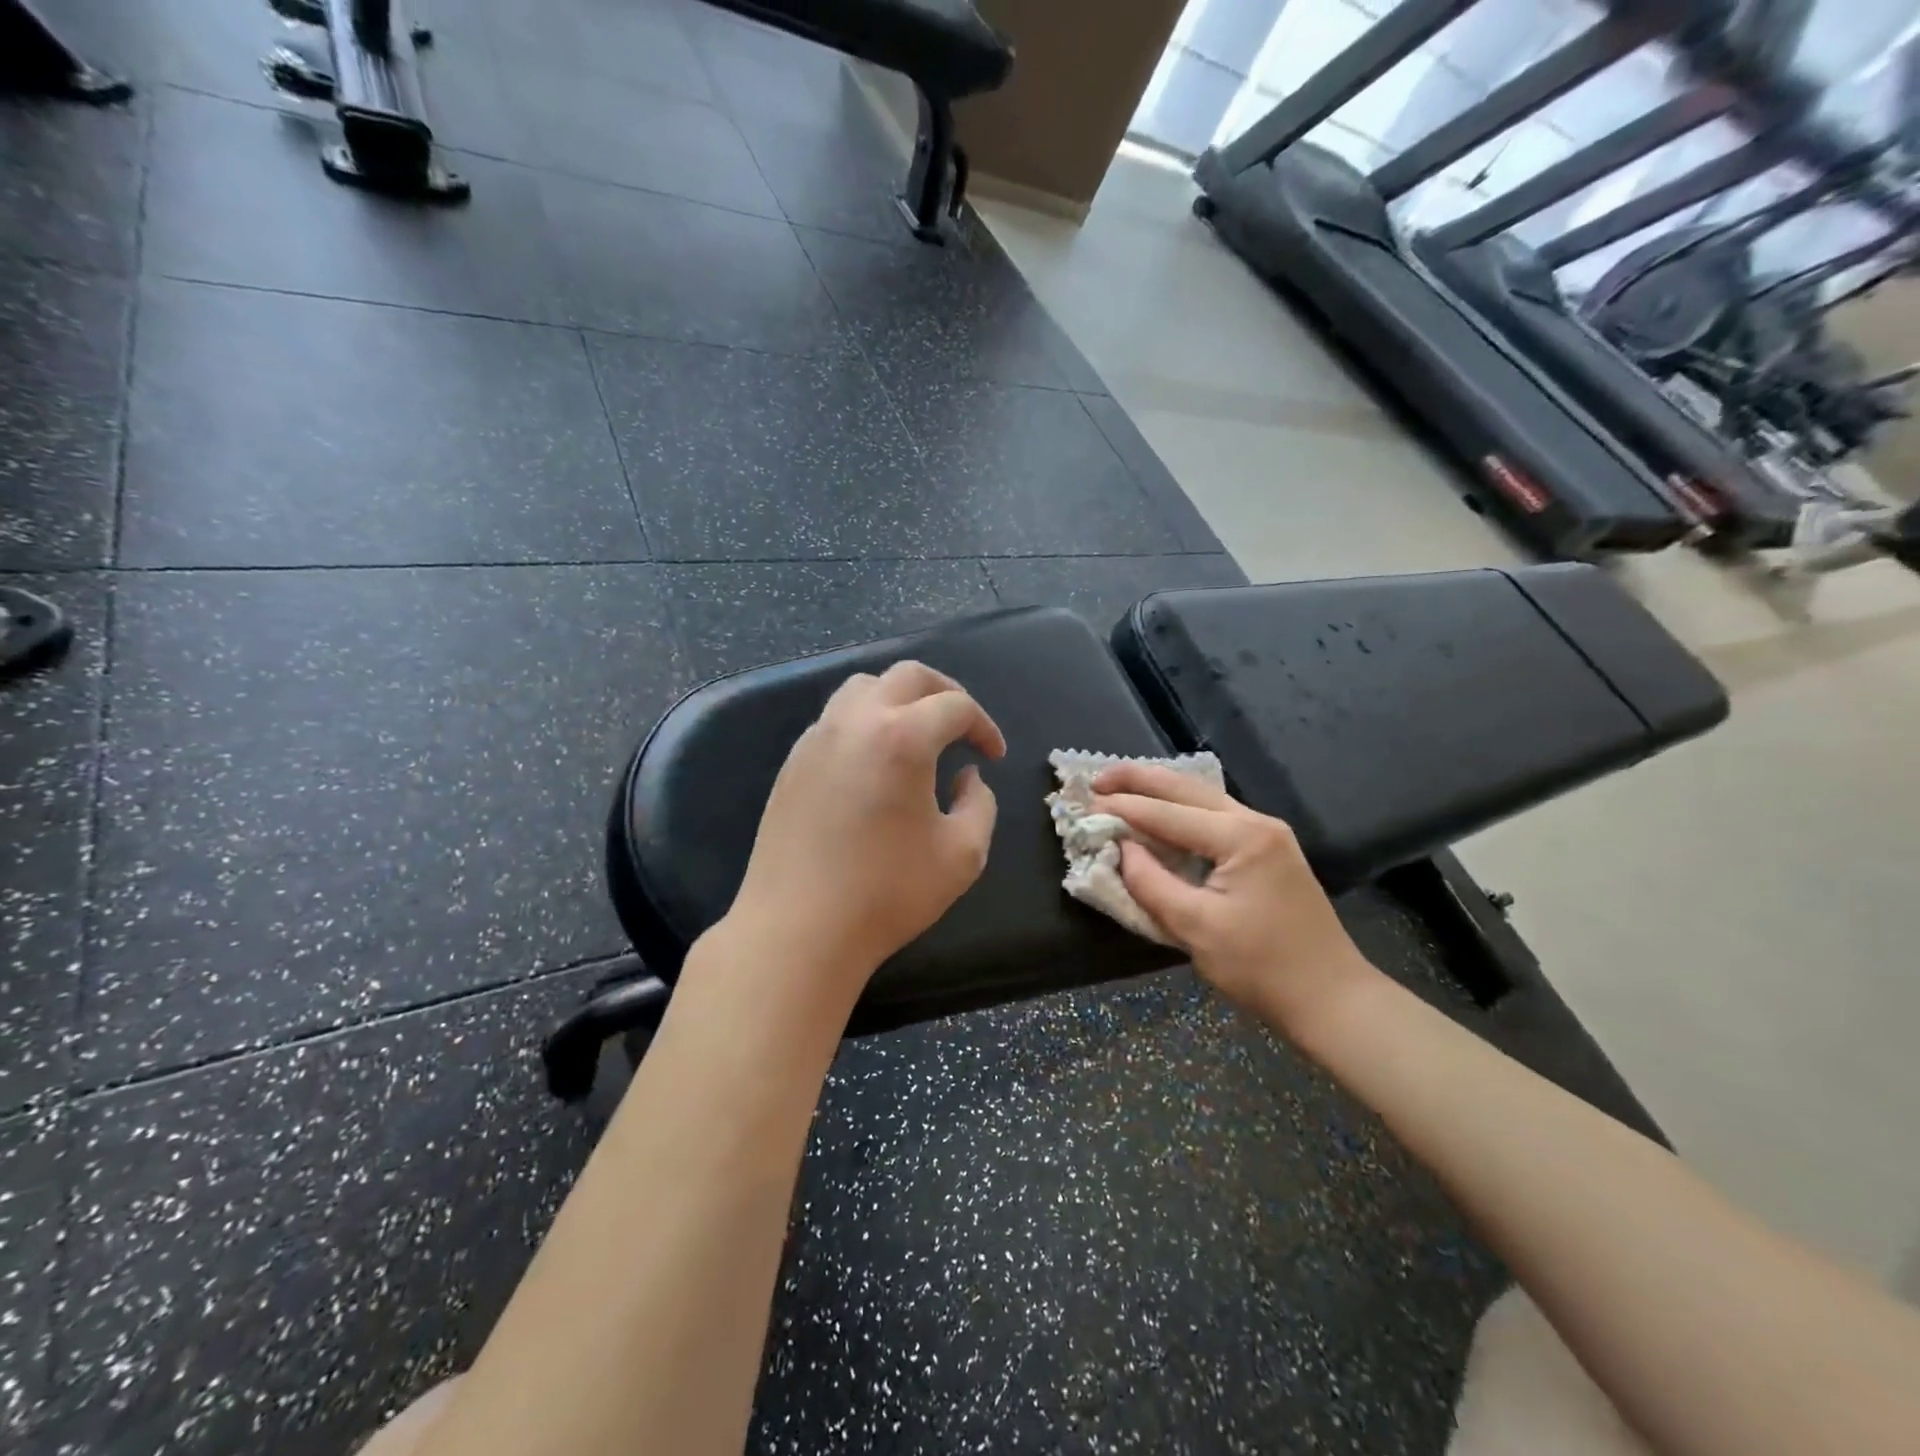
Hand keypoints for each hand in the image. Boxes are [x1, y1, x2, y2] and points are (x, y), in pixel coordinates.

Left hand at [723, 661, 1005, 1008]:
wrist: (798, 929)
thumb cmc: (888, 893)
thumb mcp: (963, 855)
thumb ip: (980, 804)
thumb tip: (967, 776)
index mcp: (902, 737)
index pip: (955, 705)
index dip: (984, 725)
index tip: (994, 755)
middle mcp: (856, 722)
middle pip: (907, 675)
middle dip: (945, 692)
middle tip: (963, 725)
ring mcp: (817, 738)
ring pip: (863, 687)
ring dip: (900, 698)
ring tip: (918, 734)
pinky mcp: (793, 762)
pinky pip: (836, 718)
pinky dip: (866, 721)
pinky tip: (876, 762)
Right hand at [1090, 762, 1376, 1035]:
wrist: (1331, 997)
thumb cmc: (1262, 967)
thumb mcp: (1197, 928)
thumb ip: (1152, 883)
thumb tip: (1122, 850)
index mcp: (1242, 838)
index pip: (1168, 814)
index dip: (1124, 808)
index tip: (1085, 803)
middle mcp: (1256, 822)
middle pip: (1187, 789)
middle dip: (1139, 780)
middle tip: (1097, 779)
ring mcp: (1267, 834)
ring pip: (1202, 797)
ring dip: (1160, 790)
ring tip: (1120, 786)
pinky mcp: (1268, 850)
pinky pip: (1214, 816)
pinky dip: (1180, 809)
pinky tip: (1161, 811)